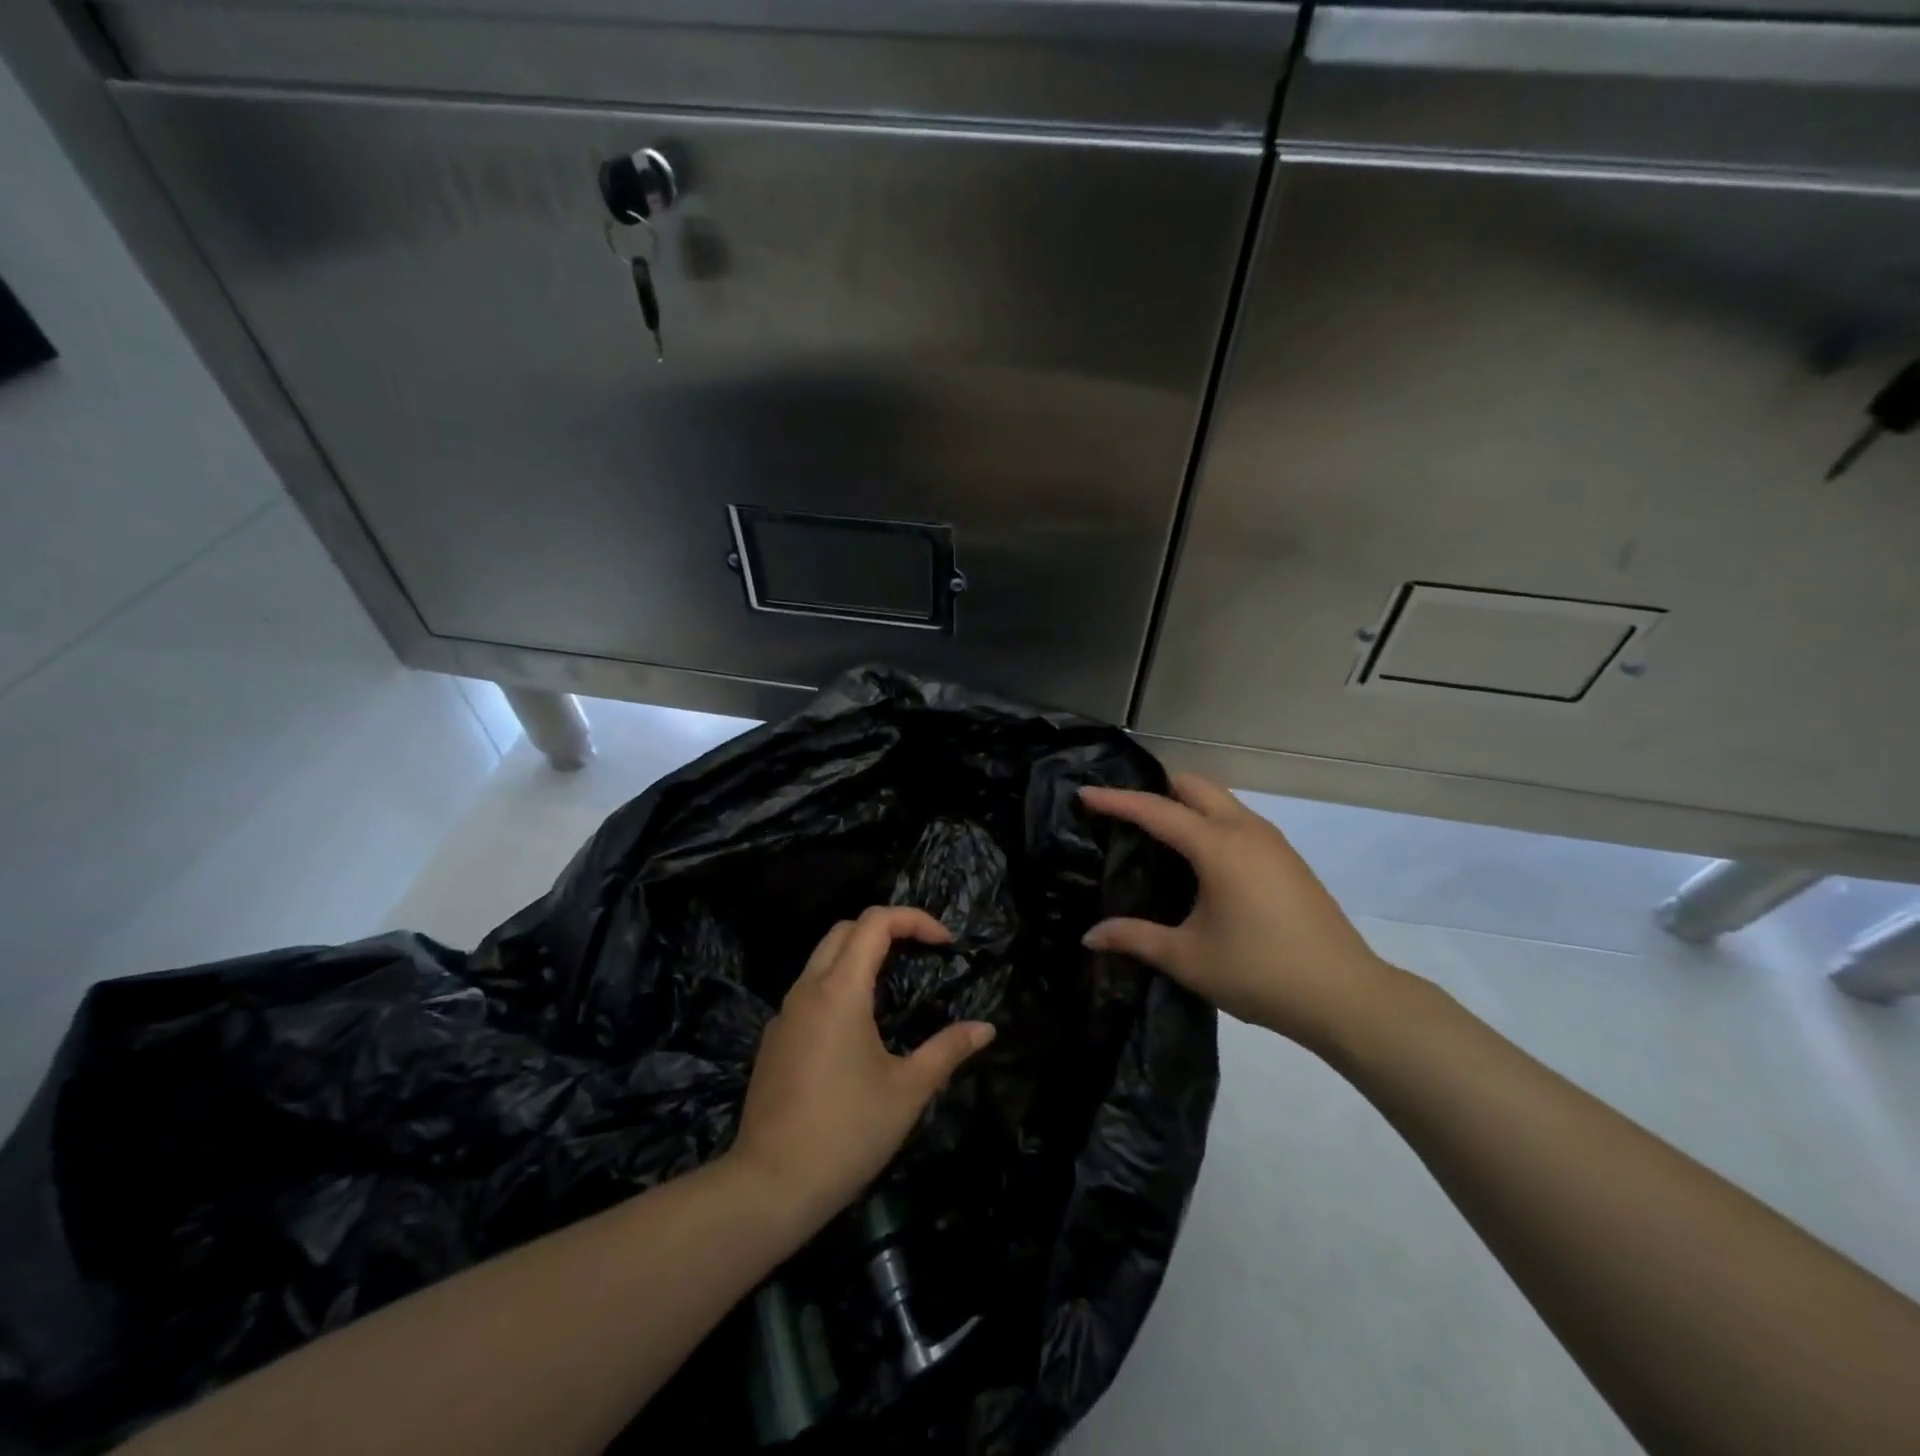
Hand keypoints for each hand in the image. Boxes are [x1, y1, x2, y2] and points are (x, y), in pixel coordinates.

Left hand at [730, 906, 995, 1227]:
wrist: (768, 1186)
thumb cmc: (846, 1132)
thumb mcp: (908, 1090)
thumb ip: (948, 1050)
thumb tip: (986, 1028)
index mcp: (840, 990)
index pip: (875, 922)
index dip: (914, 919)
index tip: (944, 943)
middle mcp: (807, 989)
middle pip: (845, 929)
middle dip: (886, 929)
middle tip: (920, 953)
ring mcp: (784, 1014)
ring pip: (822, 958)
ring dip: (859, 955)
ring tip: (894, 986)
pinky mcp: (774, 1039)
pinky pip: (808, 991)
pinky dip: (837, 985)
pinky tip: (856, 1029)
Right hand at [1078, 774, 1401, 1056]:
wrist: (1346, 997)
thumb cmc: (1260, 972)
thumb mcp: (1187, 958)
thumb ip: (1135, 938)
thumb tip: (1089, 937)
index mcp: (1218, 847)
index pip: (1156, 810)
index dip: (1117, 801)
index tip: (1084, 794)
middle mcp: (1246, 831)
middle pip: (1195, 786)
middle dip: (1156, 789)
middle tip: (1123, 813)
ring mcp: (1273, 842)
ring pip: (1221, 801)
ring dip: (1186, 804)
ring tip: (1155, 833)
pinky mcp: (1287, 859)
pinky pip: (1238, 821)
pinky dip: (1209, 822)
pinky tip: (1198, 859)